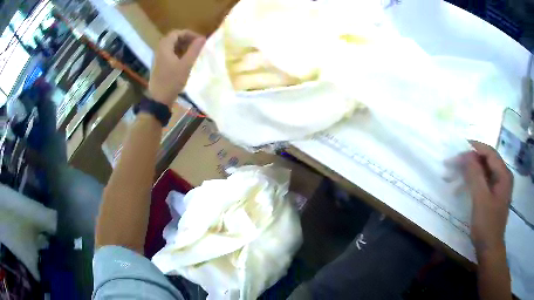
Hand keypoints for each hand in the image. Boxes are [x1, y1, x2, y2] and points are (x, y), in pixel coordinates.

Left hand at [148, 30, 205, 106]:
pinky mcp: (159, 65)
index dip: (189, 34)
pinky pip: (169, 53)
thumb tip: (203, 38)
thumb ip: (194, 50)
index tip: (200, 40)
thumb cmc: (172, 81)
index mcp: (164, 47)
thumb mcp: (186, 65)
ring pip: (171, 46)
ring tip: (193, 52)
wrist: (159, 99)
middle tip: (197, 45)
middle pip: (173, 38)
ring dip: (182, 46)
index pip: (177, 33)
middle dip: (186, 39)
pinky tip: (185, 60)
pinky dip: (178, 53)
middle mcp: (159, 50)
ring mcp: (158, 58)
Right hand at [460, 141, 512, 254]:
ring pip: (482, 172)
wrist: (489, 249)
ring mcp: (498, 187)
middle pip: (485, 161)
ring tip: (451, 177)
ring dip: (467, 172)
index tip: (458, 148)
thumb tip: (467, 155)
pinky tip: (459, 189)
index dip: (474, 148)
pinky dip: (470, 183)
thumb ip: (475, 175)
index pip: (489, 153)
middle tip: (451, 164)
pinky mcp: (493, 196)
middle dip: (468, 161)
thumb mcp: (480, 200)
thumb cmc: (487, 225)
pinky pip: (482, 183)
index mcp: (504, 174)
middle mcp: (503, 177)